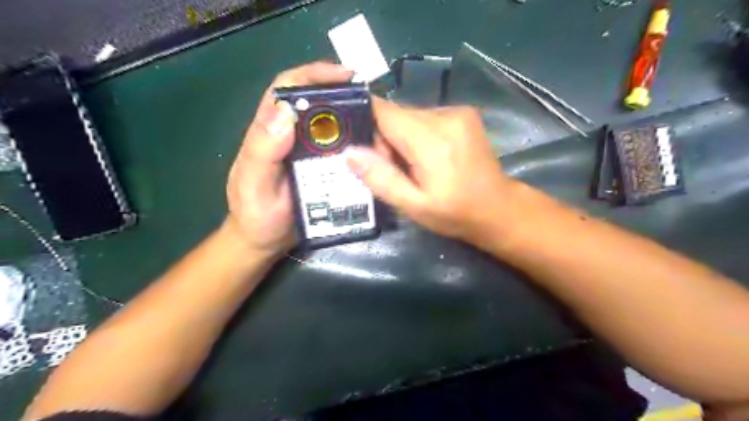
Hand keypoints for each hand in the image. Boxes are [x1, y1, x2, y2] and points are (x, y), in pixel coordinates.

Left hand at [225, 60, 354, 254]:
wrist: (266, 242)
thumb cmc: (255, 214)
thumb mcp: (254, 184)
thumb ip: (262, 150)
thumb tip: (288, 111)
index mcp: (270, 131)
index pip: (287, 89)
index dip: (314, 74)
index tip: (345, 75)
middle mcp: (291, 136)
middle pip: (317, 104)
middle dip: (344, 97)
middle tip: (373, 105)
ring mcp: (309, 153)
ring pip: (333, 128)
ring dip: (355, 122)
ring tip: (379, 128)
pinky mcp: (322, 170)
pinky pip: (342, 151)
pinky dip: (357, 147)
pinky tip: (372, 152)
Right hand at [345, 99, 521, 245]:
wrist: (498, 208)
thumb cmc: (454, 213)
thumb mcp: (413, 205)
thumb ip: (381, 178)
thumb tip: (349, 152)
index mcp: (431, 139)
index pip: (382, 111)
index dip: (366, 124)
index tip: (363, 148)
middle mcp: (445, 115)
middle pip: (395, 114)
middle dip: (386, 139)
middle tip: (395, 170)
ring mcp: (457, 111)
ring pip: (409, 115)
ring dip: (402, 138)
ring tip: (415, 167)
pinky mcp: (463, 113)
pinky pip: (425, 117)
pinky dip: (418, 134)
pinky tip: (429, 157)